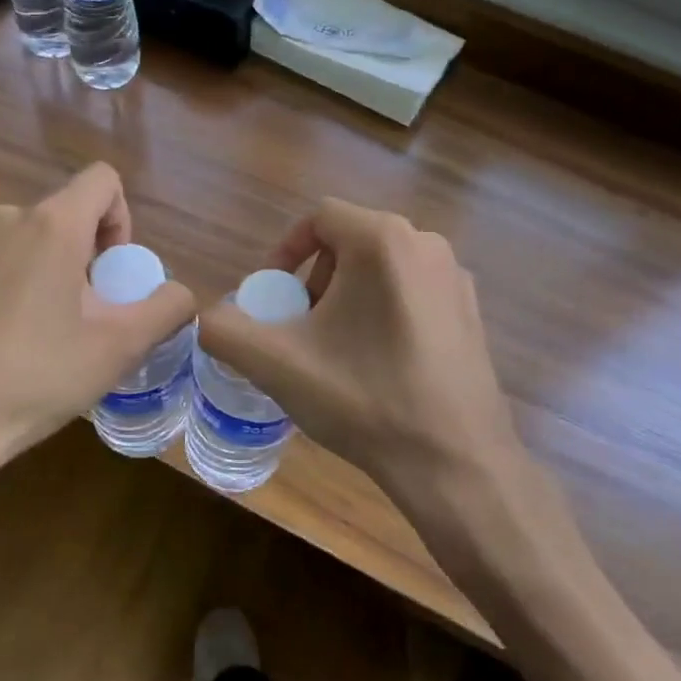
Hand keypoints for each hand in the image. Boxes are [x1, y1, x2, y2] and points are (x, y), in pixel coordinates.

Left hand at [0, 165, 195, 555]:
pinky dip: (19, 288)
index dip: (123, 221)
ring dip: (56, 274)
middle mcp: (6, 219)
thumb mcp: (119, 347)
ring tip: (51, 336)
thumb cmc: (35, 377)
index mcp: (51, 224)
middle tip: (90, 318)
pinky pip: (1, 264)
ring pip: (34, 242)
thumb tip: (180, 293)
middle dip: (92, 258)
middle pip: (69, 215)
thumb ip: (166, 308)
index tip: (115, 277)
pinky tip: (10, 344)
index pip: (103, 181)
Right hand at [197, 199, 526, 516]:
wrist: (455, 463)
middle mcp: (427, 244)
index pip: (320, 217)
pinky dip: (384, 311)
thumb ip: (225, 330)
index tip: (272, 297)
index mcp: (383, 240)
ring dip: (348, 297)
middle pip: (351, 242)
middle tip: (302, 329)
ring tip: (337, 350)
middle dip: (316, 279)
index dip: (285, 251)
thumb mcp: (277, 364)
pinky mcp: (472, 312)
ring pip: (383, 268)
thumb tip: (209, 317)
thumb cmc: (364, 399)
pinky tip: (380, 365)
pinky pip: (413, 292)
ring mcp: (456, 279)